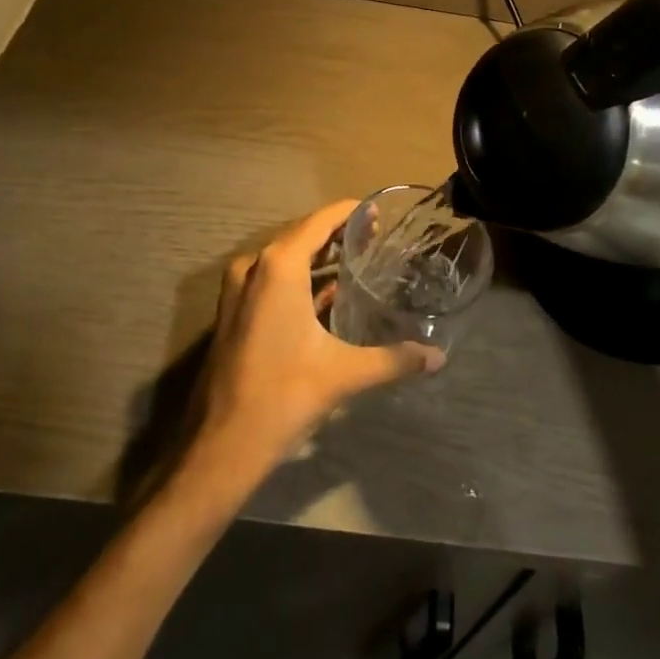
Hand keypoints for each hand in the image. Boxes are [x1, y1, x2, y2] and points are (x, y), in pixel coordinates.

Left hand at [183, 201, 443, 490]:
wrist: (221, 446)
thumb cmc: (283, 395)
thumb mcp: (344, 373)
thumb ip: (393, 359)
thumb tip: (437, 357)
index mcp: (279, 266)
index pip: (320, 220)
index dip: (349, 213)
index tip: (378, 213)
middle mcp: (255, 265)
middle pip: (301, 233)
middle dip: (336, 232)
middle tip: (375, 237)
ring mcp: (238, 288)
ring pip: (284, 257)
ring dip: (317, 254)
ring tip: (355, 258)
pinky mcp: (233, 311)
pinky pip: (271, 278)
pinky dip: (299, 277)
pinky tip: (327, 293)